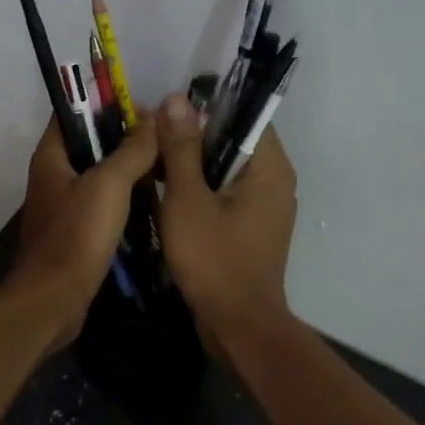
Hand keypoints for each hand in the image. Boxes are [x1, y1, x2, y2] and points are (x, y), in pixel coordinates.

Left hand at [12, 115, 160, 350]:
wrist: (54, 299)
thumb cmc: (77, 235)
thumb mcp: (109, 184)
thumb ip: (132, 150)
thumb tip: (153, 120)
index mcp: (51, 156)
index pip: (73, 112)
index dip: (106, 104)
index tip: (145, 109)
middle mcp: (53, 176)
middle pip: (90, 144)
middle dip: (125, 139)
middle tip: (164, 139)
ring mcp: (63, 206)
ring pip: (99, 176)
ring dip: (129, 170)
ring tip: (166, 167)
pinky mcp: (76, 232)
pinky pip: (103, 204)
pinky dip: (125, 199)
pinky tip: (153, 202)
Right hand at [155, 93, 296, 338]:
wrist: (237, 325)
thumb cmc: (214, 259)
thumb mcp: (188, 199)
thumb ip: (182, 148)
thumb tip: (176, 98)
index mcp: (269, 168)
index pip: (242, 116)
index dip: (204, 110)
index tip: (166, 116)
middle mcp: (275, 181)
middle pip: (232, 142)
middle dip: (191, 138)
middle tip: (150, 138)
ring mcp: (264, 207)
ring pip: (225, 170)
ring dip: (191, 165)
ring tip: (151, 162)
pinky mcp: (250, 228)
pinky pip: (224, 194)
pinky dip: (199, 190)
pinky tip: (165, 194)